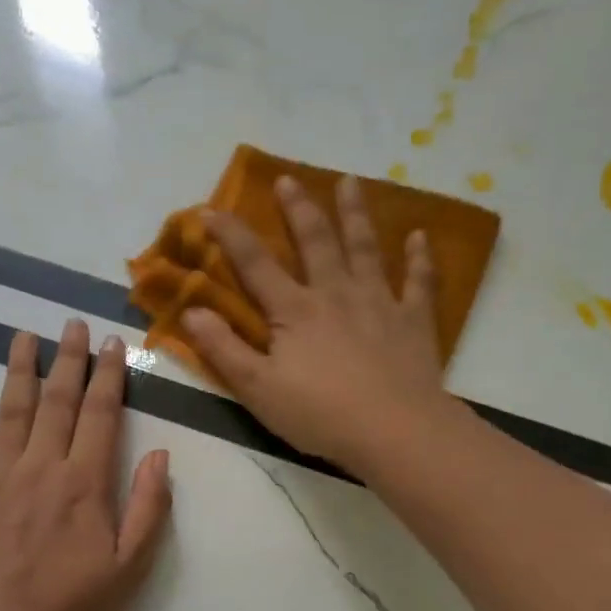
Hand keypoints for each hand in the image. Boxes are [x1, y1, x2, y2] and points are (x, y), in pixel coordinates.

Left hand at [0, 321, 171, 610]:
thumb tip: (160, 456)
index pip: (101, 416)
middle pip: (56, 403)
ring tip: (21, 337)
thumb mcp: (130, 567)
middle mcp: (40, 469)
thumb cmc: (73, 607)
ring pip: (9, 415)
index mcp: (84, 483)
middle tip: (71, 324)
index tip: (112, 344)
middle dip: (67, 361)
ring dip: (18, 373)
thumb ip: (148, 509)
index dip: (109, 377)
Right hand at [182, 174, 453, 474]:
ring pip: (365, 249)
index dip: (230, 235)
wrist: (395, 430)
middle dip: (298, 209)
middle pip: (315, 242)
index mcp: (294, 311)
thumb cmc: (320, 414)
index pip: (255, 264)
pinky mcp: (413, 321)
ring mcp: (379, 303)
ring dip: (355, 214)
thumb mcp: (258, 389)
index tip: (210, 208)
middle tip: (288, 179)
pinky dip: (419, 258)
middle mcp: (335, 294)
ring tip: (350, 182)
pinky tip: (419, 236)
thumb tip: (192, 310)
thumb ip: (223, 349)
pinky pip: (419, 282)